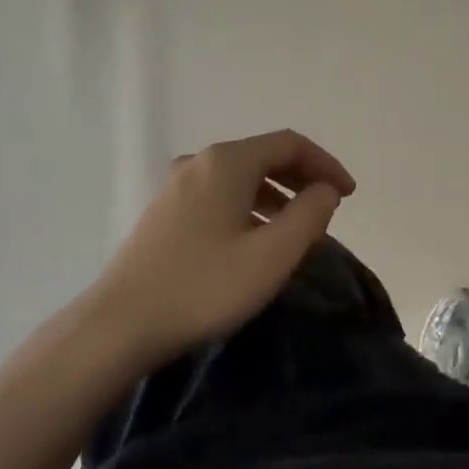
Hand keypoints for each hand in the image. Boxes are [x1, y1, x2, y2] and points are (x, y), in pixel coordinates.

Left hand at [88, 130, 354, 366]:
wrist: (121, 324)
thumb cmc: (205, 286)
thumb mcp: (273, 254)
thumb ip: (310, 215)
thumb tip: (324, 190)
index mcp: (228, 162)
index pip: (290, 144)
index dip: (326, 164)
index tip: (348, 195)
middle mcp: (199, 162)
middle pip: (264, 155)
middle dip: (302, 177)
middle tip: (328, 208)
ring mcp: (176, 186)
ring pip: (241, 177)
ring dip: (277, 194)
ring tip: (297, 229)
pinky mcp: (164, 212)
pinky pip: (220, 195)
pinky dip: (249, 206)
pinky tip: (255, 240)